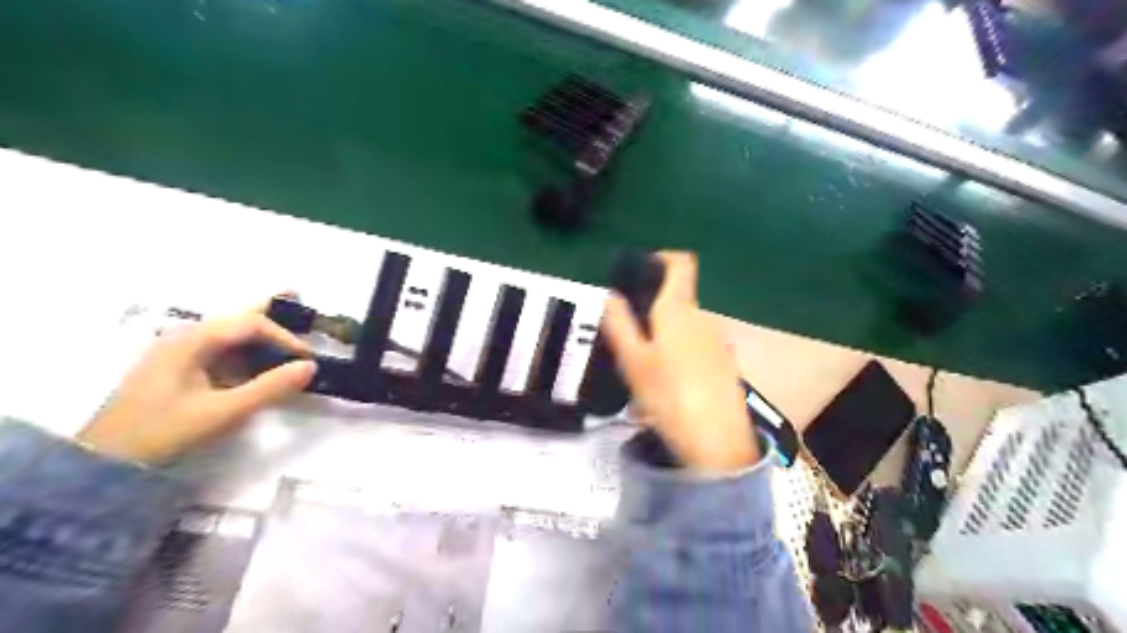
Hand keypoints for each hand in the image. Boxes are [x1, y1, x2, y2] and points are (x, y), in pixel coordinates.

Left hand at [79, 301, 316, 464]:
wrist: (106, 459)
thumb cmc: (166, 429)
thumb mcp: (224, 411)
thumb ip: (270, 387)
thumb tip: (310, 366)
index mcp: (193, 339)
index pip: (251, 324)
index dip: (285, 337)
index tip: (307, 358)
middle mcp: (185, 336)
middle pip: (236, 317)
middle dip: (268, 308)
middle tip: (297, 295)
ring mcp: (178, 350)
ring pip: (228, 332)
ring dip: (258, 329)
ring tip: (286, 321)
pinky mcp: (177, 366)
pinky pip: (219, 348)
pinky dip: (244, 348)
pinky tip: (259, 356)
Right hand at [604, 250, 751, 471]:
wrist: (718, 442)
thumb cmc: (670, 396)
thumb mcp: (633, 361)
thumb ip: (619, 323)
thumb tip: (609, 294)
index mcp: (679, 309)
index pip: (681, 262)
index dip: (662, 258)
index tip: (640, 273)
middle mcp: (703, 317)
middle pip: (676, 300)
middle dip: (651, 313)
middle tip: (626, 342)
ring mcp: (717, 341)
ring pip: (683, 328)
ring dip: (662, 341)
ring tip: (641, 374)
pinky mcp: (724, 364)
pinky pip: (695, 348)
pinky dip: (678, 358)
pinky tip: (666, 390)